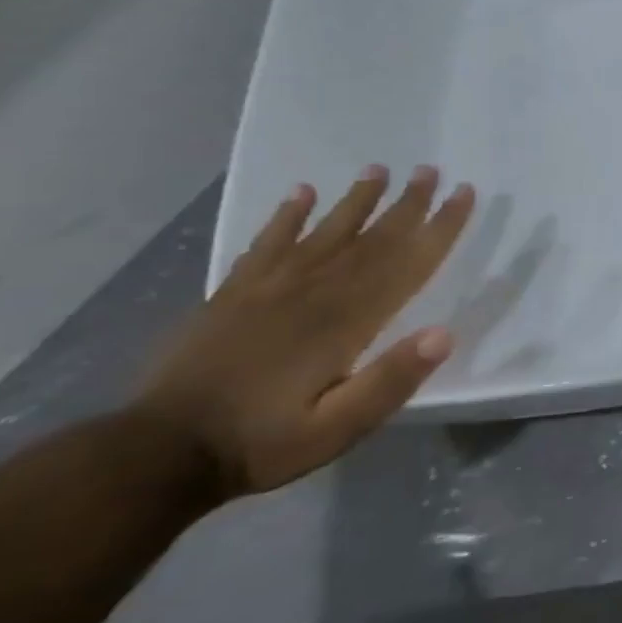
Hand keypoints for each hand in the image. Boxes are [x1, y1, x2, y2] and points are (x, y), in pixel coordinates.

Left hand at [136, 166, 475, 497]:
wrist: (157, 454)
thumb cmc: (262, 443)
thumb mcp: (337, 429)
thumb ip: (389, 381)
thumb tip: (444, 333)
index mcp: (345, 322)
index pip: (406, 264)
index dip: (440, 228)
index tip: (464, 194)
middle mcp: (313, 293)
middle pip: (371, 239)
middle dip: (406, 204)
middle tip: (431, 170)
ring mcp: (268, 289)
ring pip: (324, 232)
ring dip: (356, 199)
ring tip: (378, 168)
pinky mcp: (233, 295)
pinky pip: (266, 244)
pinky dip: (286, 216)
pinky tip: (301, 193)